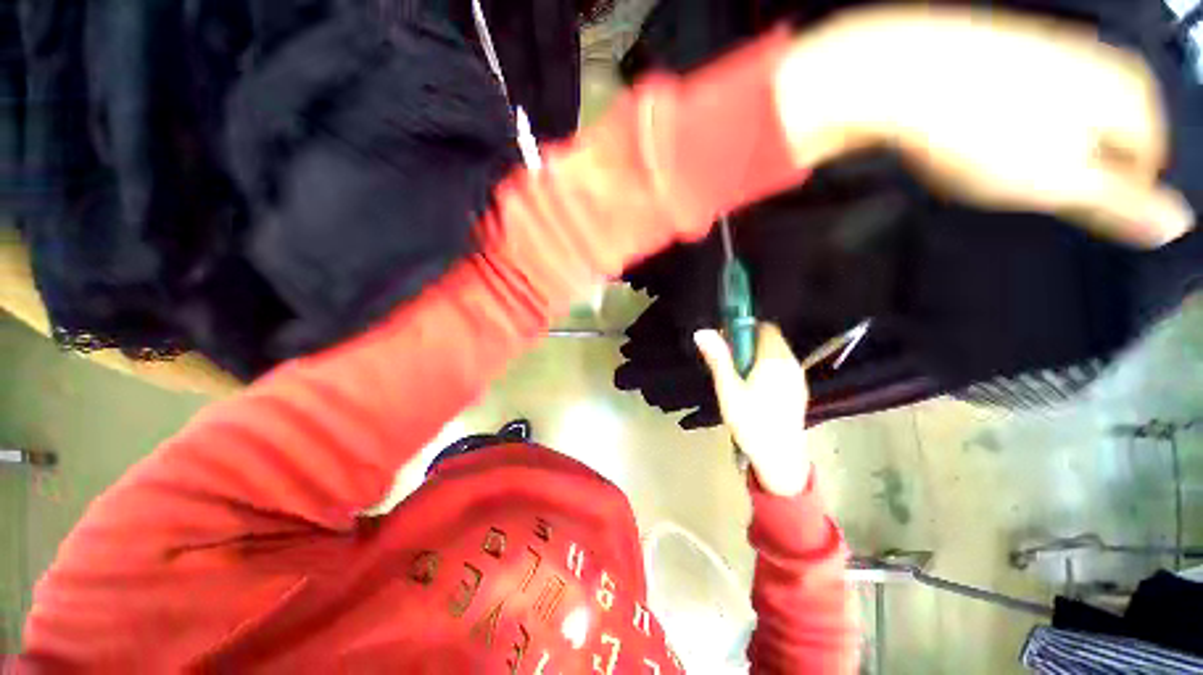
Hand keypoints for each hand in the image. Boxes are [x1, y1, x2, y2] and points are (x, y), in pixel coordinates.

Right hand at [694, 325, 810, 497]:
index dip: (744, 328)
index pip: (764, 327)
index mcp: (775, 359)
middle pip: (770, 339)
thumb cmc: (751, 422)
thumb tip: (702, 331)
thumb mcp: (728, 389)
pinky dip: (766, 367)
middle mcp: (791, 363)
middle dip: (748, 343)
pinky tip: (754, 389)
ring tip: (738, 377)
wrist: (779, 458)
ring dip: (756, 355)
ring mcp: (797, 377)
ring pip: (776, 353)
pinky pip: (781, 367)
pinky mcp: (799, 390)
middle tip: (729, 362)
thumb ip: (717, 358)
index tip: (727, 341)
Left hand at [776, 7, 1193, 247]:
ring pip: (1063, 122)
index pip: (1149, 165)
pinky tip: (974, 134)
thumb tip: (1173, 225)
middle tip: (1024, 185)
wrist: (901, 77)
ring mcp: (1049, 50)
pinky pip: (1019, 104)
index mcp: (1130, 93)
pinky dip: (1003, 126)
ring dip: (1035, 149)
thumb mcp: (1059, 181)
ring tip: (992, 160)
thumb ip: (1120, 204)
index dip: (1109, 196)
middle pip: (1105, 140)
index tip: (1067, 206)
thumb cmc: (980, 128)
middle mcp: (1098, 61)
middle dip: (1072, 170)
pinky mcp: (1004, 54)